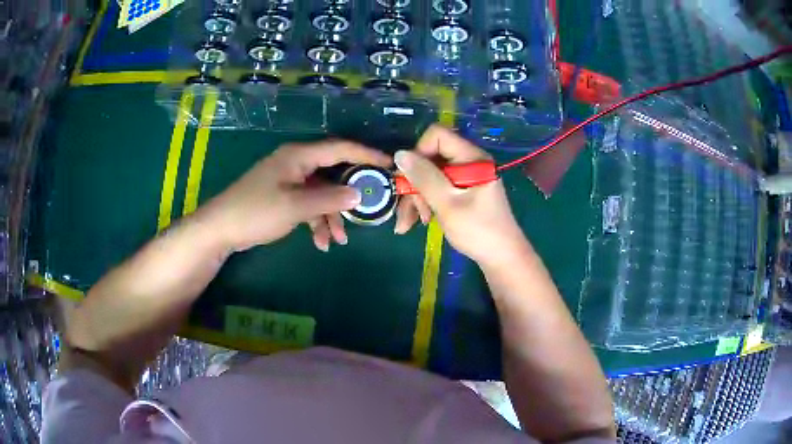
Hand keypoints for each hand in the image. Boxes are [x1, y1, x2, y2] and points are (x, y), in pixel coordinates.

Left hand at [198, 140, 391, 252]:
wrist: (221, 228)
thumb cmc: (256, 211)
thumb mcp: (296, 206)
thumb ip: (329, 199)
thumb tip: (360, 194)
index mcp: (299, 155)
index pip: (340, 148)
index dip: (366, 155)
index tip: (389, 165)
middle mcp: (297, 163)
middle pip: (333, 172)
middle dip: (350, 194)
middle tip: (371, 207)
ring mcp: (289, 180)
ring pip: (322, 193)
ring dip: (332, 215)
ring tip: (339, 240)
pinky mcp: (284, 195)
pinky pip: (308, 204)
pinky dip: (316, 220)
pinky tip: (321, 242)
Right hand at [393, 125, 530, 266]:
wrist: (501, 258)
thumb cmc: (478, 231)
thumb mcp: (447, 204)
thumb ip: (424, 177)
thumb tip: (399, 154)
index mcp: (472, 157)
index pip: (437, 136)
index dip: (419, 153)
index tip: (410, 179)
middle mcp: (469, 162)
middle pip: (430, 159)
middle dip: (414, 185)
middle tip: (408, 212)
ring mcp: (466, 177)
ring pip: (430, 176)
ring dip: (416, 198)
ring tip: (409, 224)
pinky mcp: (462, 191)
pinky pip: (437, 189)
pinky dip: (426, 204)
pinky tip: (419, 222)